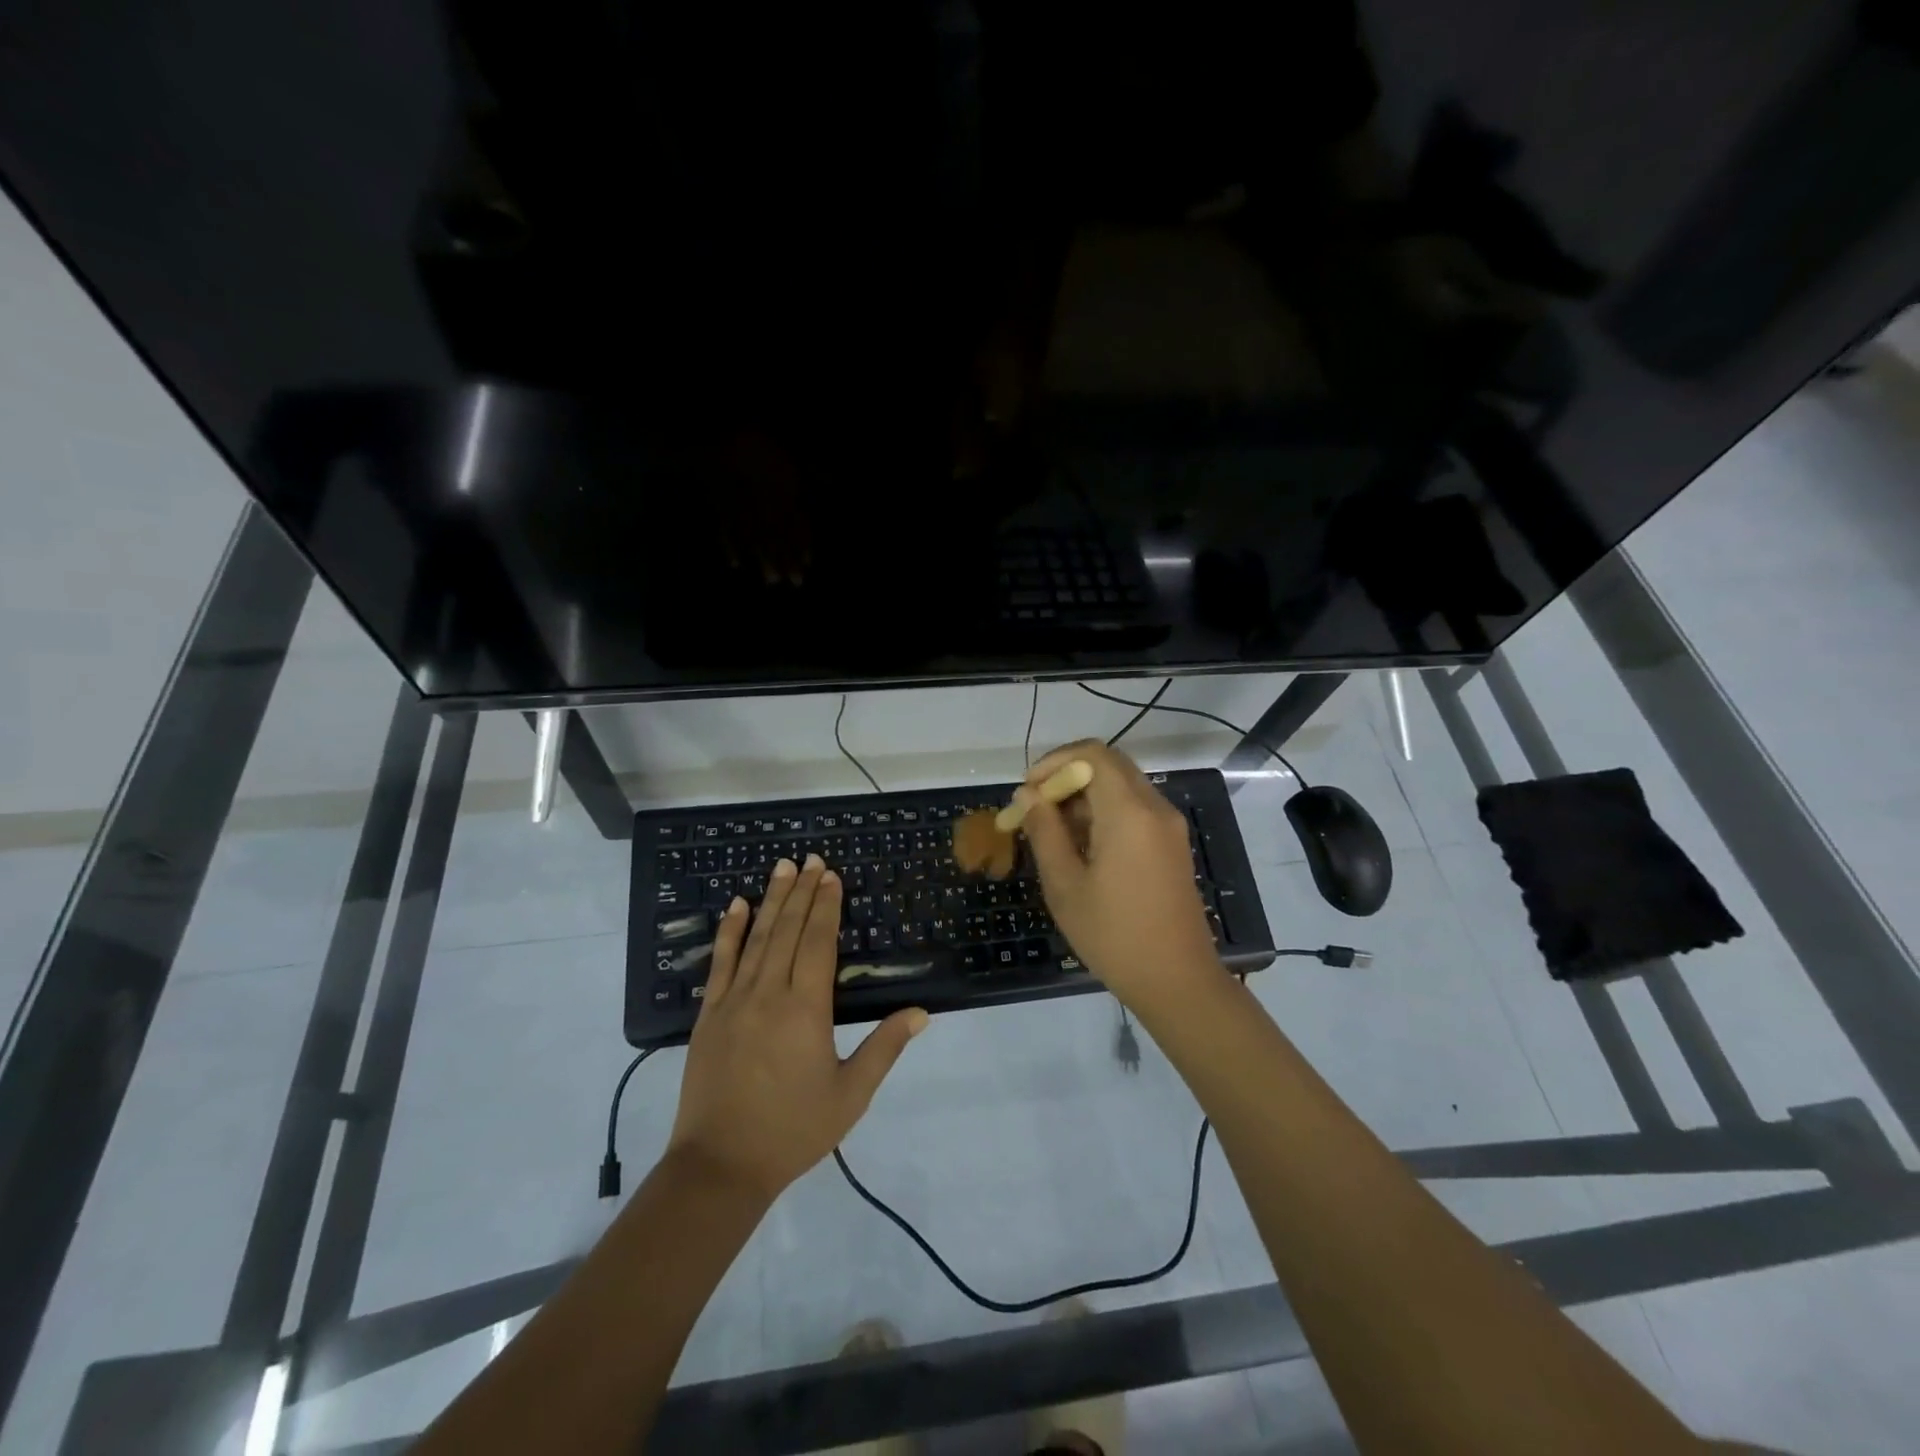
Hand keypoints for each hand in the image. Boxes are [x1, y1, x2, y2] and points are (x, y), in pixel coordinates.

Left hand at [669, 854, 927, 1200]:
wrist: (720, 1166)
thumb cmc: (792, 1131)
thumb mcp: (850, 1095)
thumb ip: (885, 1048)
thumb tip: (920, 1012)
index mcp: (806, 1010)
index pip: (819, 943)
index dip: (827, 906)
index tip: (831, 876)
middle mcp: (769, 994)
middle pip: (789, 931)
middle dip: (803, 892)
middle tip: (811, 859)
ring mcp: (734, 1001)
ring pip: (757, 938)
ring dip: (772, 900)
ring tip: (782, 867)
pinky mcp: (708, 1015)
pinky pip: (721, 963)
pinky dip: (730, 931)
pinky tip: (737, 906)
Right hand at [1019, 740, 1223, 1010]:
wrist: (1178, 981)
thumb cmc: (1114, 936)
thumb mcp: (1065, 885)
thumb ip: (1044, 832)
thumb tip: (1028, 795)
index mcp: (1129, 812)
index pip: (1092, 754)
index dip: (1054, 762)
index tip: (1027, 791)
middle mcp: (1155, 807)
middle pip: (1108, 764)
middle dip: (1066, 776)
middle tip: (1035, 808)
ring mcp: (1168, 826)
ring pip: (1121, 785)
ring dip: (1084, 795)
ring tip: (1051, 831)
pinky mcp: (1172, 844)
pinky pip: (1134, 808)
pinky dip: (1104, 811)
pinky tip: (1081, 846)